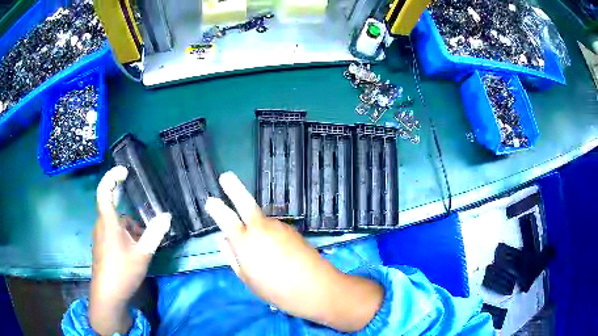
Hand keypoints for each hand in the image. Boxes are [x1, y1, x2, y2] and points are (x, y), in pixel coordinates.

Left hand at [90, 166, 170, 334]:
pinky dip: (123, 234)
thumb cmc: (123, 272)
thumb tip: (166, 216)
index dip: (112, 177)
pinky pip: (112, 232)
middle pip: (112, 207)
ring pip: (114, 222)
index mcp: (108, 222)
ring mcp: (100, 236)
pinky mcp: (102, 246)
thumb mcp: (142, 254)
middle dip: (125, 207)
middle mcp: (101, 225)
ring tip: (142, 240)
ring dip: (127, 225)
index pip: (104, 191)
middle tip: (137, 206)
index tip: (125, 172)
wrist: (107, 295)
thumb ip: (154, 234)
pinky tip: (134, 249)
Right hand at [205, 172, 383, 331]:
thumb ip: (233, 257)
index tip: (211, 201)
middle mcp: (261, 228)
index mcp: (244, 242)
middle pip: (245, 203)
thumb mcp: (248, 279)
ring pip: (262, 220)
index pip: (226, 219)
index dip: (216, 208)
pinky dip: (270, 235)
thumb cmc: (276, 290)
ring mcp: (279, 227)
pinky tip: (277, 252)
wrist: (316, 287)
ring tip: (263, 252)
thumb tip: (224, 240)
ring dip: (256, 227)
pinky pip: (274, 229)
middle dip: (234, 188)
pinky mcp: (292, 230)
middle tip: (226, 176)